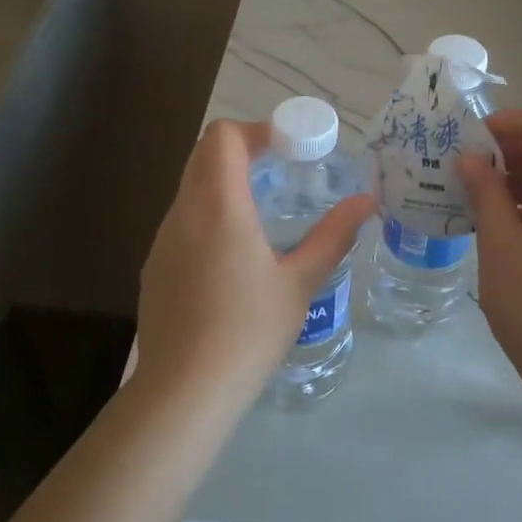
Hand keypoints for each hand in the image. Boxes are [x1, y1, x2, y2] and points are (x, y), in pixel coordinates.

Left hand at [135, 118, 373, 405]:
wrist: (184, 391)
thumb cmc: (249, 331)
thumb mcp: (301, 283)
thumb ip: (334, 235)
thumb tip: (367, 202)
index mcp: (219, 206)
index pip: (223, 136)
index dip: (256, 130)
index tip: (287, 149)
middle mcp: (183, 212)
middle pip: (204, 154)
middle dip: (242, 151)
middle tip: (280, 172)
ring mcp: (162, 239)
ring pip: (190, 187)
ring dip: (223, 182)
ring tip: (261, 213)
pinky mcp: (154, 265)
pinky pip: (181, 220)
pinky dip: (207, 214)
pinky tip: (232, 257)